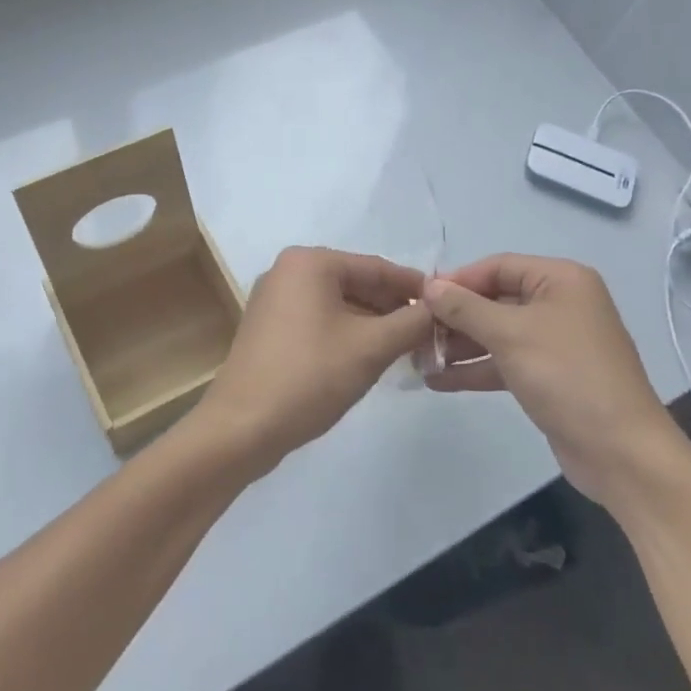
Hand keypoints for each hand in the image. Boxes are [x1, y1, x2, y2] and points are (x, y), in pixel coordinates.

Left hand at [186, 247, 431, 478]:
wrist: (242, 427)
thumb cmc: (310, 377)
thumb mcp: (371, 348)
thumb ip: (412, 322)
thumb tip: (439, 309)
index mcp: (310, 262)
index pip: (376, 267)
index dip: (415, 287)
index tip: (448, 306)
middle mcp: (288, 271)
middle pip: (356, 283)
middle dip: (393, 307)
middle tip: (431, 332)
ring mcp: (274, 299)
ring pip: (339, 303)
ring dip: (373, 323)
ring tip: (408, 347)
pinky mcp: (269, 328)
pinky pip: (319, 319)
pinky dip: (347, 333)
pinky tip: (370, 356)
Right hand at [423, 254, 685, 500]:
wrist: (621, 452)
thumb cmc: (567, 376)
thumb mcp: (510, 334)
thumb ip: (465, 308)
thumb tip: (429, 286)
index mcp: (561, 280)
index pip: (498, 266)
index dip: (458, 280)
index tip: (419, 298)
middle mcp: (560, 304)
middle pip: (495, 300)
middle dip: (455, 317)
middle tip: (414, 332)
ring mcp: (555, 343)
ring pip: (497, 333)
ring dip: (459, 345)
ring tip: (418, 359)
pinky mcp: (548, 377)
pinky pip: (504, 362)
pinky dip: (475, 369)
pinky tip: (438, 380)